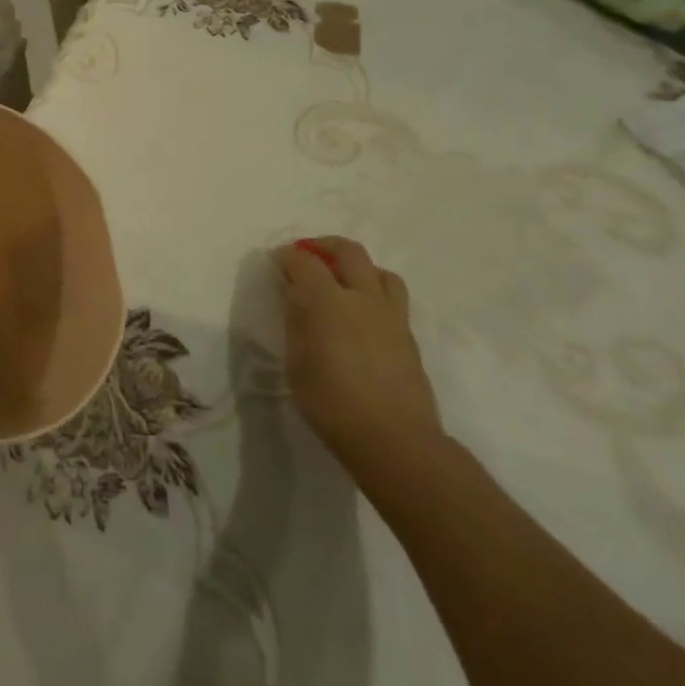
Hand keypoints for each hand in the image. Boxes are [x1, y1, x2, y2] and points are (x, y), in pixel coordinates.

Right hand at [272, 237, 442, 472]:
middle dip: (324, 246)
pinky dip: (374, 293)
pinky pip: (392, 298)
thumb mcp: (297, 362)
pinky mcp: (408, 336)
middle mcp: (362, 298)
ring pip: (380, 271)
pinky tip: (362, 315)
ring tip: (343, 281)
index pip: (304, 261)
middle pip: (349, 251)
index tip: (276, 260)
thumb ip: (296, 322)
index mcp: (328, 301)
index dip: (287, 256)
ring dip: (358, 267)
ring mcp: (391, 316)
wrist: (393, 439)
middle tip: (307, 255)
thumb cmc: (331, 403)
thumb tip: (295, 296)